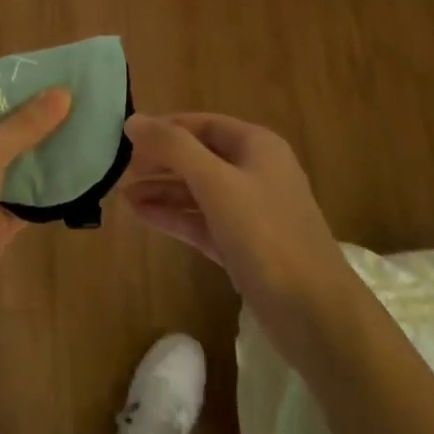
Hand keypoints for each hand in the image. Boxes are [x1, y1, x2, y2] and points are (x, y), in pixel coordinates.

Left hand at [0, 90, 71, 324]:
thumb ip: (25, 124)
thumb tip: (63, 92)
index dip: (8, 93)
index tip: (48, 84)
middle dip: (29, 127)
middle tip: (74, 109)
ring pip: (7, 172)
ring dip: (38, 161)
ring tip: (82, 138)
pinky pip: (17, 206)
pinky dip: (41, 197)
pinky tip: (74, 181)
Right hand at [122, 113, 354, 353]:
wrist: (315, 314)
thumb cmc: (266, 235)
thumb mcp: (216, 183)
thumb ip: (173, 148)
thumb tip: (133, 120)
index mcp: (256, 146)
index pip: (201, 124)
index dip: (164, 128)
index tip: (124, 138)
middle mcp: (255, 172)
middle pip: (198, 156)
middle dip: (160, 161)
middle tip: (119, 170)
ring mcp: (250, 212)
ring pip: (197, 191)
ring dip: (162, 190)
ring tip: (121, 194)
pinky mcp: (243, 246)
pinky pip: (201, 221)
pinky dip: (173, 216)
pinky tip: (142, 215)